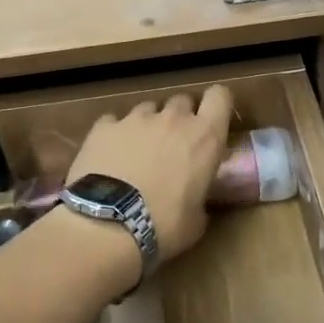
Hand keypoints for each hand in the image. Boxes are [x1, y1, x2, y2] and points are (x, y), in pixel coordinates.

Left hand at [66, 87, 232, 264]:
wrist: (108, 224)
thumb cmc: (163, 226)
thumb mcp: (196, 220)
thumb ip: (199, 198)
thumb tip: (193, 201)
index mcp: (205, 137)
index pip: (220, 96)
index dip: (217, 104)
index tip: (211, 120)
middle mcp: (172, 118)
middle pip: (182, 101)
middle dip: (180, 118)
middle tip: (174, 145)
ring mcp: (135, 118)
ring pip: (148, 108)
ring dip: (148, 124)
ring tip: (138, 152)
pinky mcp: (103, 126)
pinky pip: (114, 121)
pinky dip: (115, 134)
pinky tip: (109, 155)